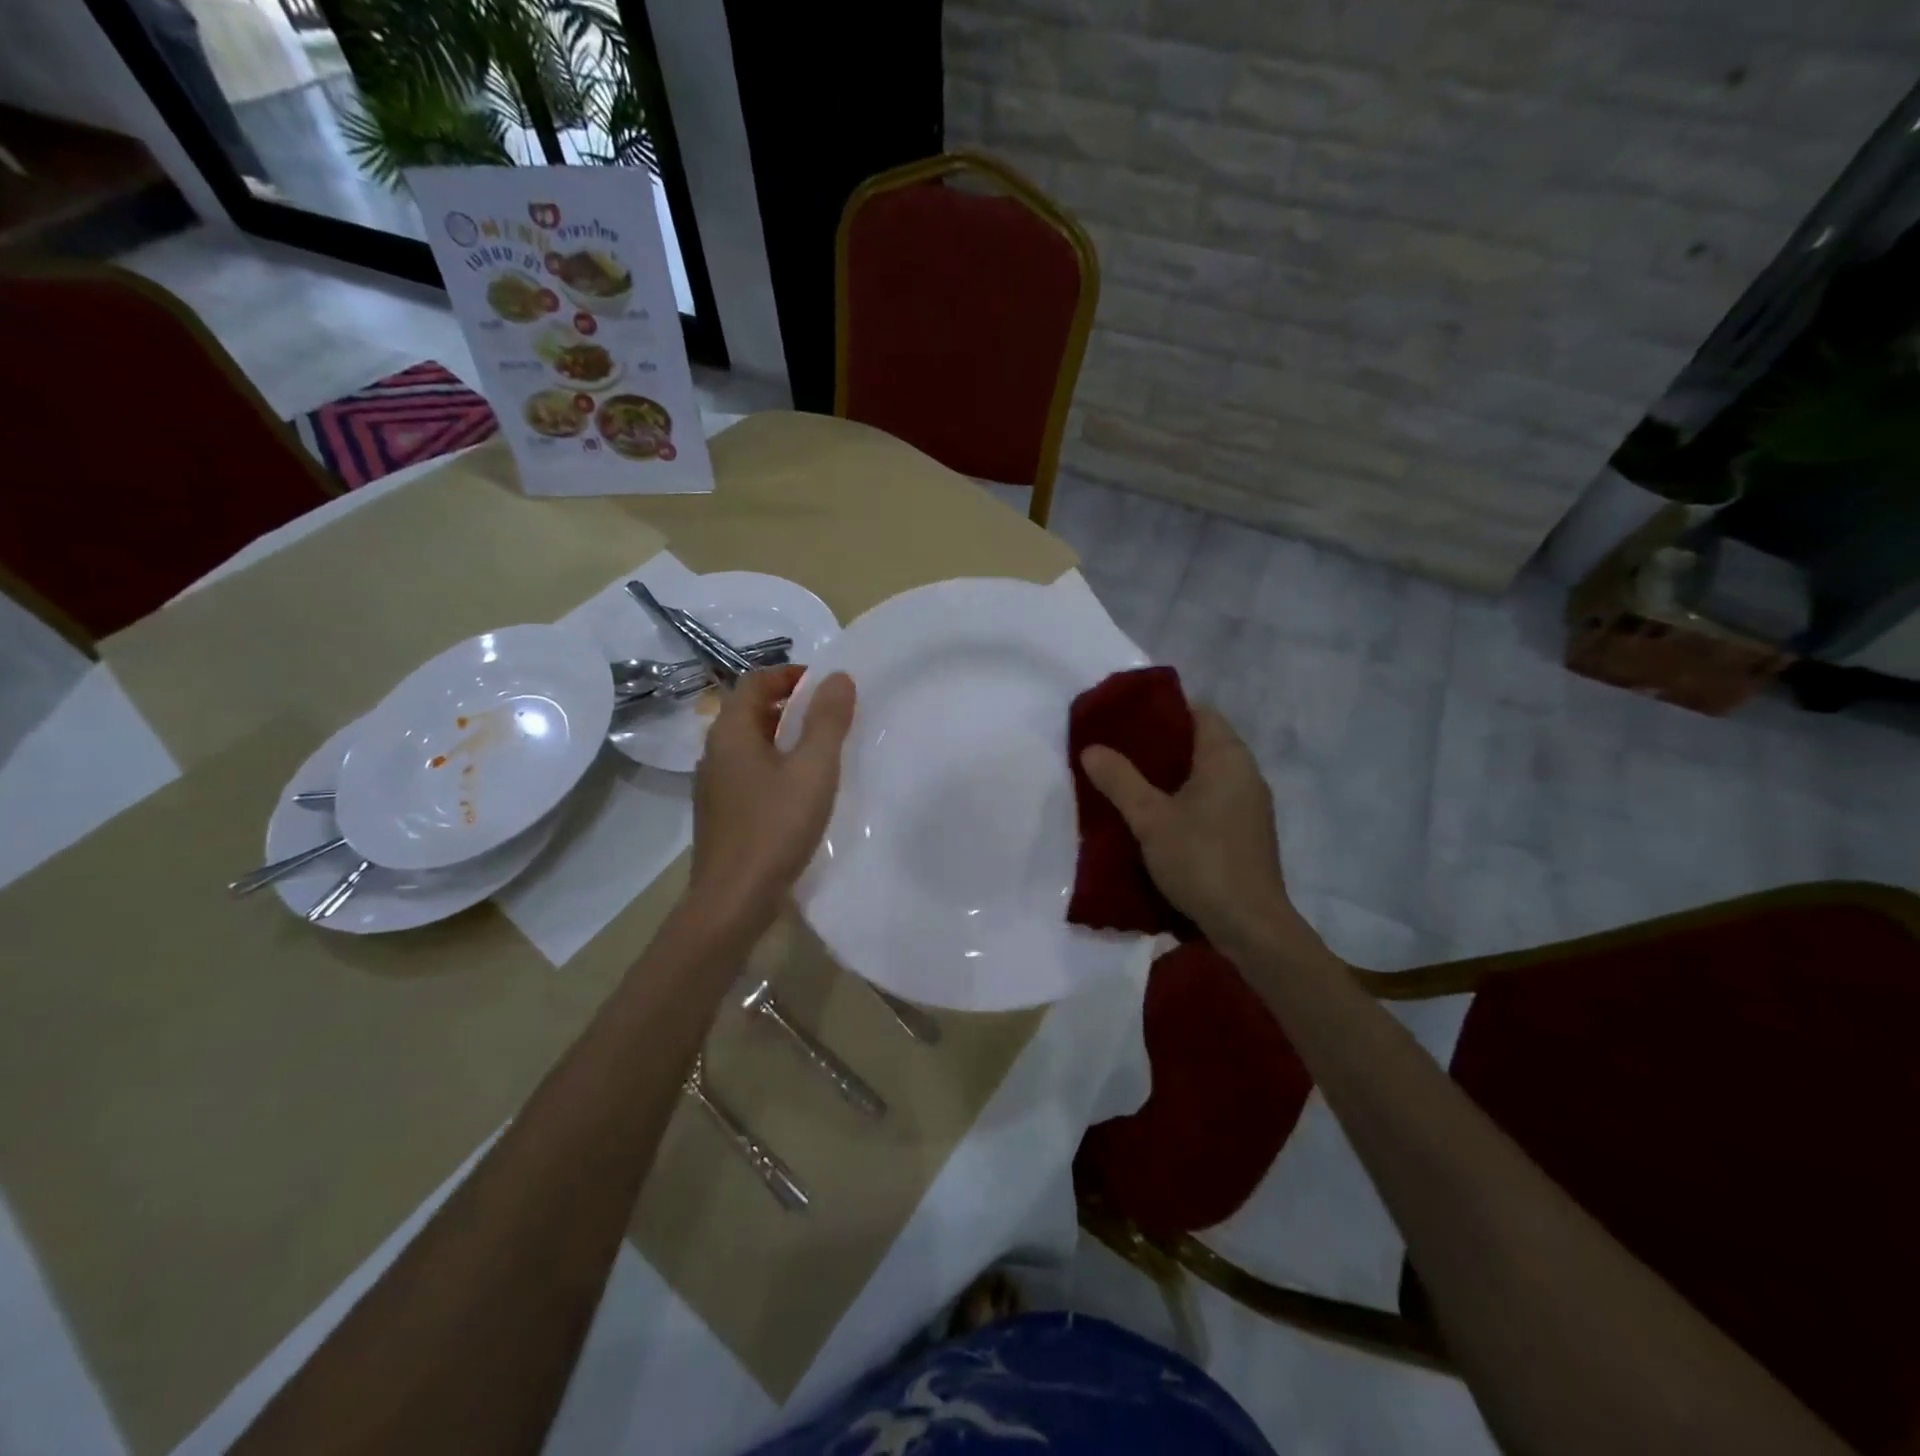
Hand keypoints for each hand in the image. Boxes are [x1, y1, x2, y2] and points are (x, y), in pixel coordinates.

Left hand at [689, 666, 855, 931]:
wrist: (733, 902)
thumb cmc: (775, 828)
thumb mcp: (813, 770)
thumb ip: (827, 721)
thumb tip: (837, 677)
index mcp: (730, 733)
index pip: (755, 681)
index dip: (790, 674)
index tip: (826, 685)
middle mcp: (715, 752)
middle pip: (750, 710)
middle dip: (790, 704)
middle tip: (831, 714)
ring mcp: (715, 785)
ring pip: (750, 744)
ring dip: (784, 736)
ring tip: (823, 749)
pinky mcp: (722, 813)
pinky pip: (750, 772)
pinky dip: (776, 765)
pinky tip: (802, 790)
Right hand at [1080, 706, 1304, 950]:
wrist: (1249, 925)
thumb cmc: (1201, 860)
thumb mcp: (1150, 818)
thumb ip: (1120, 780)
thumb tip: (1091, 749)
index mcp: (1228, 758)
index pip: (1199, 712)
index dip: (1164, 711)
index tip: (1127, 720)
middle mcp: (1245, 774)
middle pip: (1201, 743)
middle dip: (1160, 746)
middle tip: (1118, 751)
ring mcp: (1249, 806)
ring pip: (1205, 775)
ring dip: (1171, 777)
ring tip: (1129, 782)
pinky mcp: (1246, 833)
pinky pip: (1211, 801)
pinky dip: (1184, 800)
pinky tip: (1156, 817)